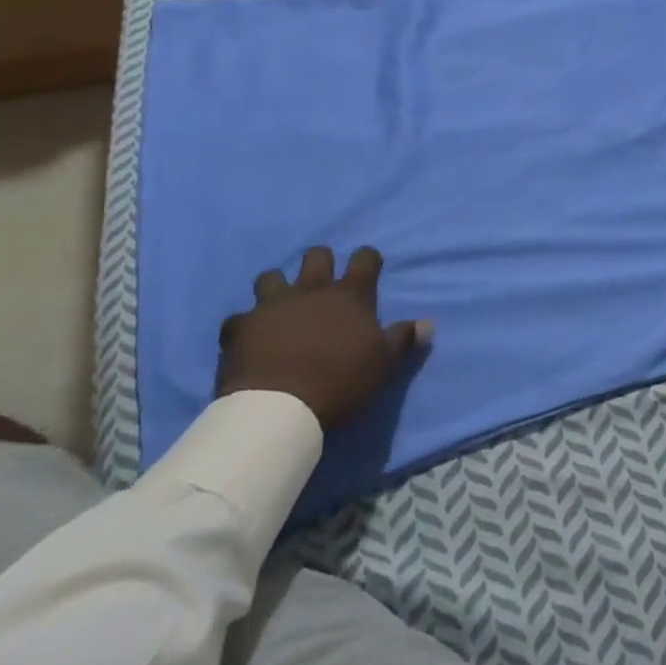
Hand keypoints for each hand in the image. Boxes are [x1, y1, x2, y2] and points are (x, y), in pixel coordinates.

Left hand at [217, 246, 430, 429]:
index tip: (368, 269)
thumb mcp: (383, 364)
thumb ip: (404, 339)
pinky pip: (238, 318)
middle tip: (322, 283)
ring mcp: (272, 305)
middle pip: (316, 256)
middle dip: (320, 262)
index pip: (365, 259)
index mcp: (349, 295)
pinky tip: (247, 337)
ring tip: (280, 305)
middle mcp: (311, 290)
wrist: (279, 409)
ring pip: (271, 277)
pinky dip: (244, 325)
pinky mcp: (240, 327)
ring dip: (277, 286)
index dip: (367, 259)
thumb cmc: (340, 381)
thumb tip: (427, 324)